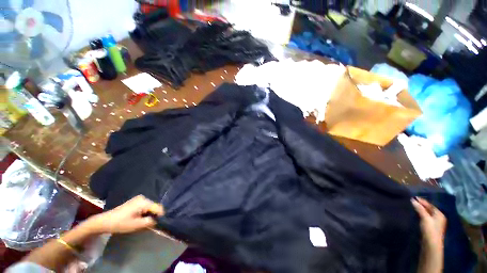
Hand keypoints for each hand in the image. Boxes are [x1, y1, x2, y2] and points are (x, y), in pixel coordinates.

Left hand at [86, 195, 164, 233]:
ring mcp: (139, 199)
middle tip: (149, 225)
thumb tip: (158, 221)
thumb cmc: (120, 223)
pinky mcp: (136, 201)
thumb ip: (150, 222)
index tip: (158, 224)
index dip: (160, 216)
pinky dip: (145, 213)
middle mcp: (144, 198)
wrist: (104, 221)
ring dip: (149, 215)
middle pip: (155, 207)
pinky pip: (145, 207)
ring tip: (143, 222)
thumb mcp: (136, 225)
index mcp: (144, 202)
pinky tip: (139, 218)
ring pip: (150, 207)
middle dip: (154, 215)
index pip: (158, 208)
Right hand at [411, 197, 446, 248]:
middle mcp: (438, 217)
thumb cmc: (430, 230)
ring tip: (411, 207)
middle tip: (411, 201)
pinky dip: (419, 215)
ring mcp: (434, 223)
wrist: (430, 245)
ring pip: (426, 213)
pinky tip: (414, 214)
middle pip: (428, 209)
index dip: (422, 201)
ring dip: (419, 210)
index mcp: (439, 214)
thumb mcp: (425, 218)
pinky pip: (424, 218)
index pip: (430, 205)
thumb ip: (420, 209)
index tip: (413, 197)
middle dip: (420, 205)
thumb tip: (412, 200)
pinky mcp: (429, 227)